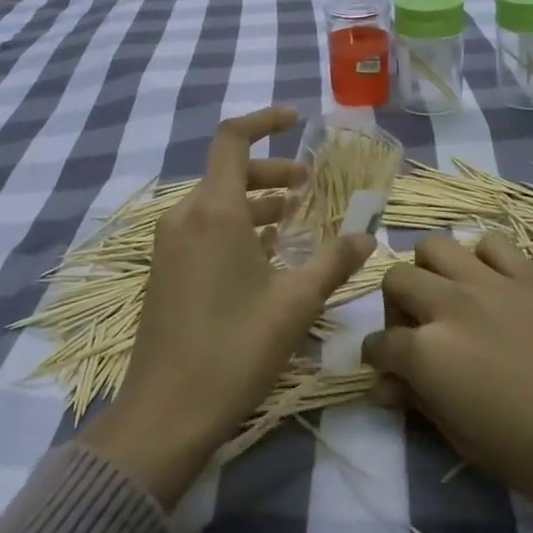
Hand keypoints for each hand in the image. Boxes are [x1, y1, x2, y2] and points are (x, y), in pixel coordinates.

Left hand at [79, 107, 374, 508]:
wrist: (166, 412)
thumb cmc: (234, 349)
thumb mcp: (295, 304)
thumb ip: (334, 262)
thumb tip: (367, 236)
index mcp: (213, 211)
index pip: (233, 138)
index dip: (264, 120)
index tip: (295, 119)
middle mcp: (185, 217)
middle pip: (228, 171)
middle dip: (271, 171)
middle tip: (309, 186)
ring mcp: (170, 245)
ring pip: (217, 202)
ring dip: (256, 201)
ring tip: (294, 219)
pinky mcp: (166, 270)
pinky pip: (204, 229)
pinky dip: (236, 226)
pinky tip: (264, 254)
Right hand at [362, 234, 532, 532]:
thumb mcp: (468, 444)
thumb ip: (422, 404)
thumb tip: (389, 386)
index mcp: (427, 353)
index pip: (381, 344)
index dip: (379, 361)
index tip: (389, 375)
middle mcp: (450, 305)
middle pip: (397, 280)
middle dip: (396, 309)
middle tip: (417, 337)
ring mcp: (492, 283)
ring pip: (435, 246)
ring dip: (430, 272)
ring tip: (449, 303)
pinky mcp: (532, 276)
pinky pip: (492, 244)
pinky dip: (481, 260)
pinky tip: (493, 289)